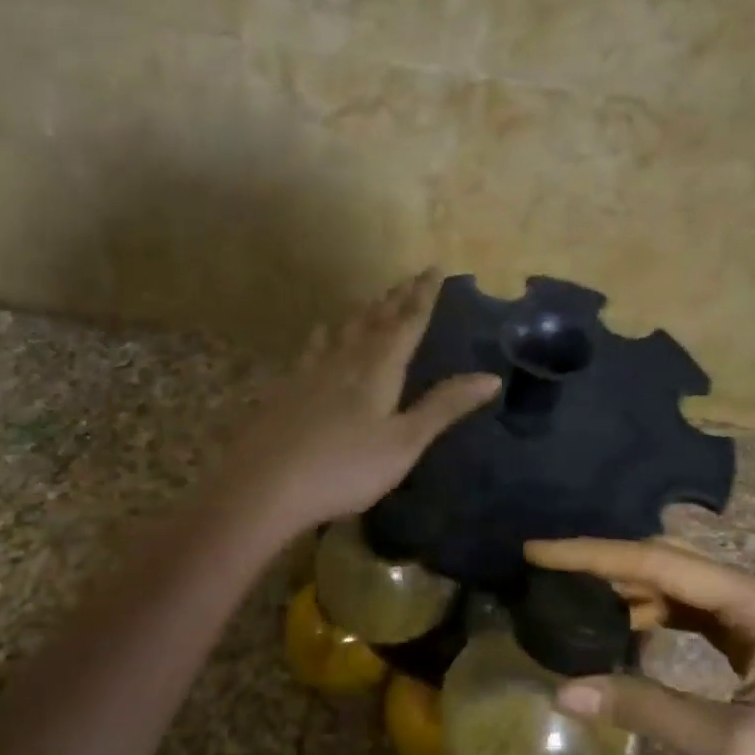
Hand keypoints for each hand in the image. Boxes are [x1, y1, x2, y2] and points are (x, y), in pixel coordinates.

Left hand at [226, 270, 500, 533]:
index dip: (422, 297)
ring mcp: (310, 373)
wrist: (264, 485)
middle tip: (408, 278)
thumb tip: (490, 377)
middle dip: (395, 299)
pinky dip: (323, 335)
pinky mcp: (286, 389)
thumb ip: (443, 407)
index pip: (407, 324)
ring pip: (343, 331)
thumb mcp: (403, 443)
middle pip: (375, 321)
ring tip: (374, 299)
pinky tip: (320, 331)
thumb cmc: (344, 469)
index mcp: (378, 371)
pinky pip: (311, 349)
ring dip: (363, 312)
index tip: (433, 269)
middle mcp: (345, 361)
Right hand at [525, 538, 754, 754]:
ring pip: (681, 587)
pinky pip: (698, 614)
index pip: (658, 563)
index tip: (535, 550)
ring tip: (573, 602)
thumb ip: (644, 709)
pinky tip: (627, 633)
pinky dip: (657, 617)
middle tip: (545, 574)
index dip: (590, 554)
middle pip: (668, 563)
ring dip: (629, 592)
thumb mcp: (730, 747)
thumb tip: (564, 691)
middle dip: (605, 566)